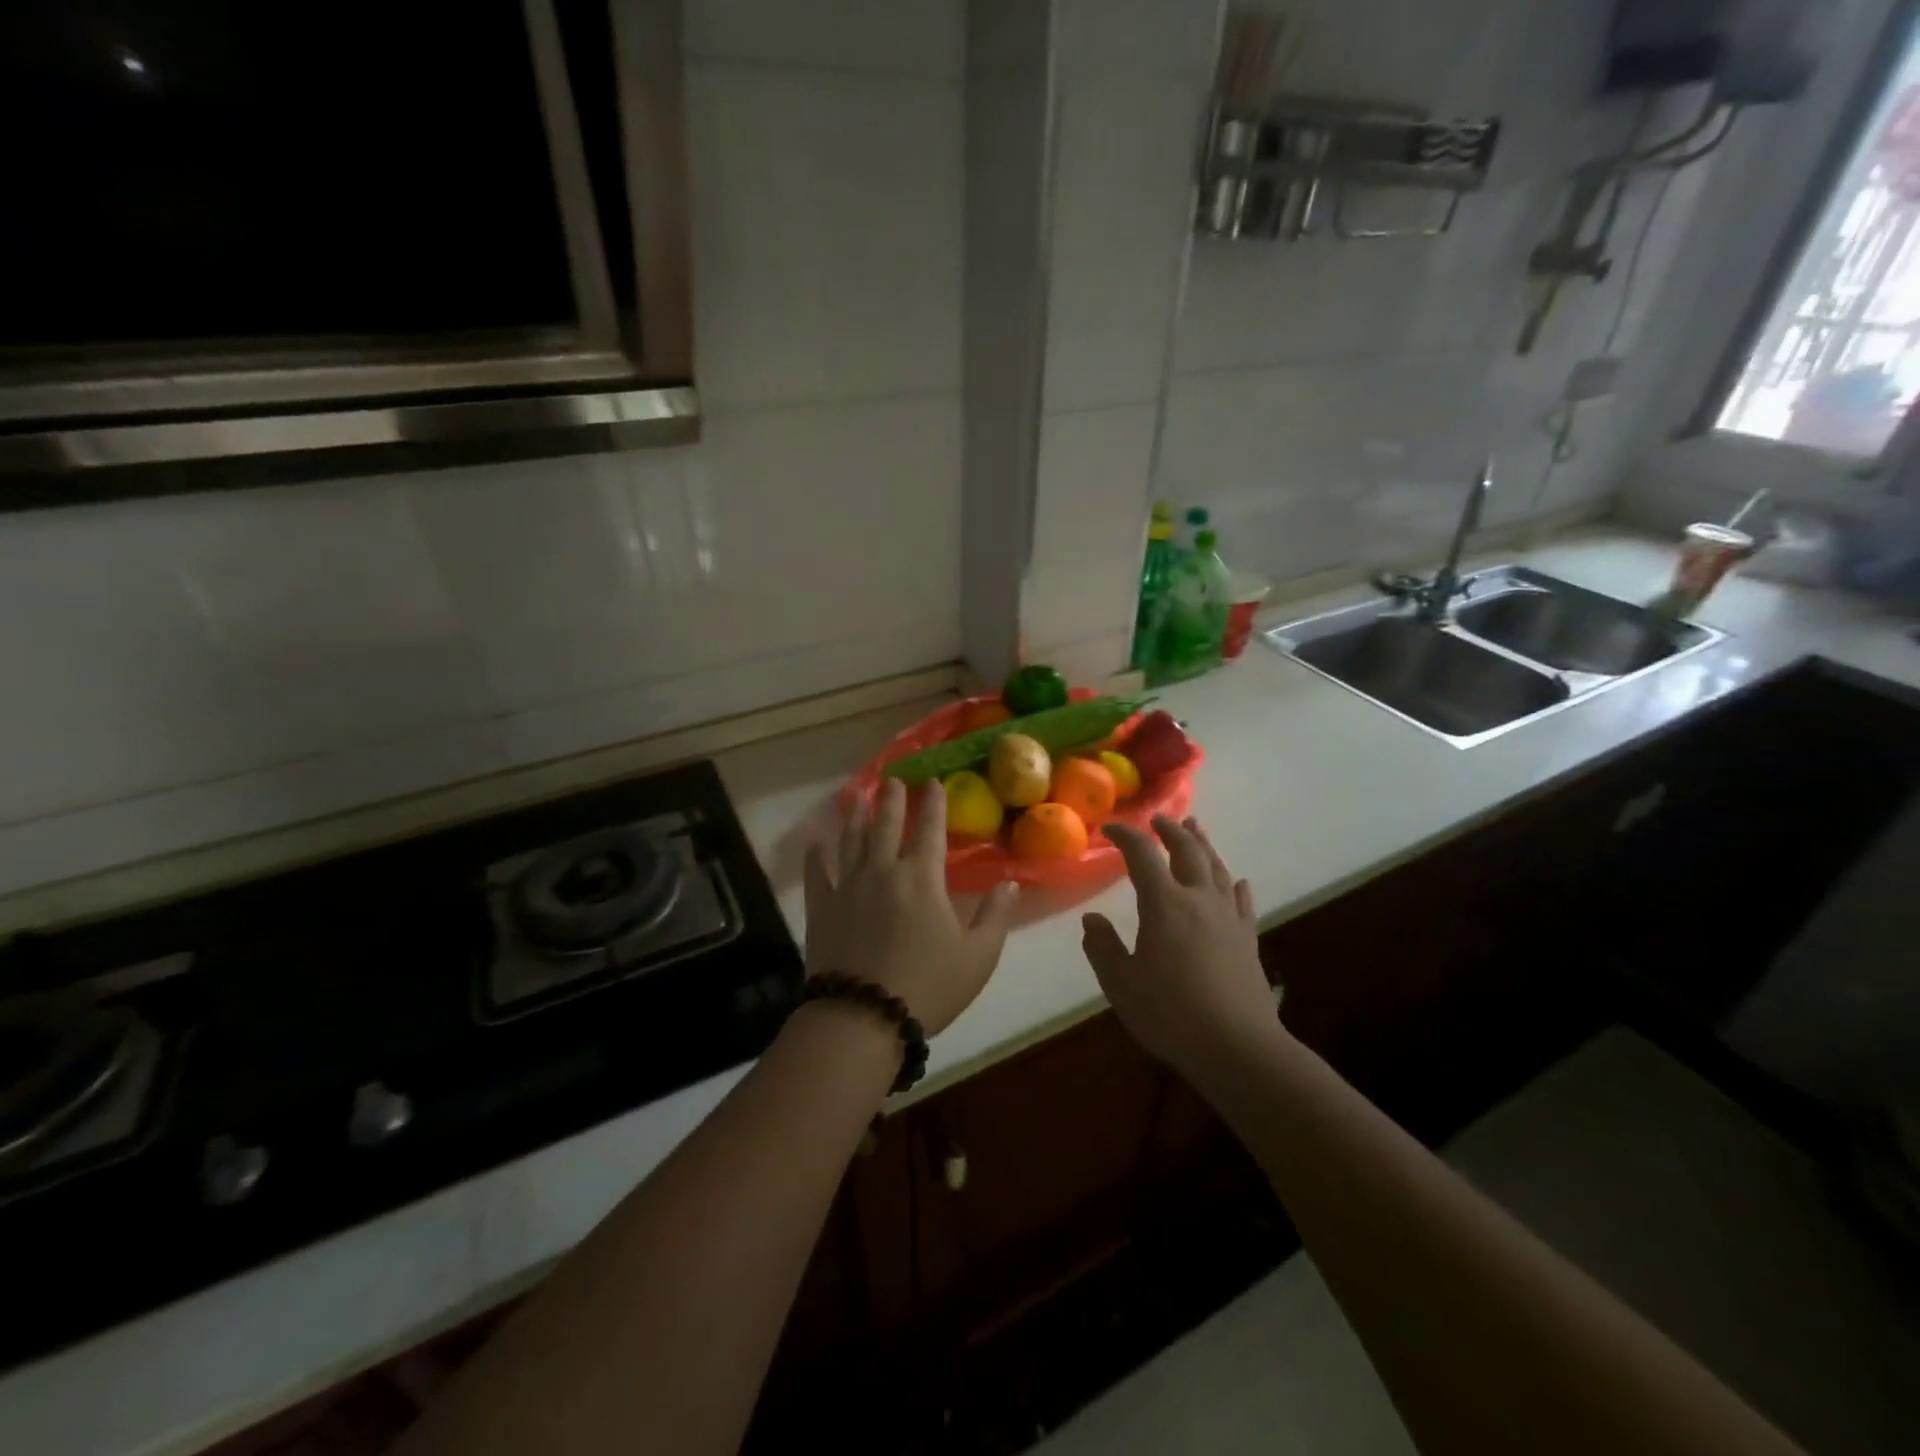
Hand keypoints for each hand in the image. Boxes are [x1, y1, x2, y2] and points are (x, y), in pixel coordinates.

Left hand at [804, 778, 1019, 1035]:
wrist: (863, 1018)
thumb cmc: (928, 987)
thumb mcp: (978, 957)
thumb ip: (996, 916)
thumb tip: (1010, 882)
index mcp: (921, 878)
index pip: (929, 829)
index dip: (933, 803)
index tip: (934, 781)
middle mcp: (882, 871)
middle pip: (886, 825)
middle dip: (892, 799)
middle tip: (892, 778)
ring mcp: (847, 887)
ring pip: (851, 840)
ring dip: (855, 815)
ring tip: (856, 795)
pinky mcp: (822, 908)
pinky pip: (817, 875)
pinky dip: (815, 857)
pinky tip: (815, 844)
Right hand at [1081, 815, 1281, 1079]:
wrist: (1238, 1047)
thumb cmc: (1170, 1014)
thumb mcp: (1121, 983)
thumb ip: (1103, 947)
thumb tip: (1091, 920)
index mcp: (1164, 903)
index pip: (1142, 854)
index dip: (1126, 835)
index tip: (1111, 829)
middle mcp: (1199, 899)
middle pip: (1187, 851)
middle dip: (1171, 830)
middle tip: (1159, 819)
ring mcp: (1229, 918)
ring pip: (1217, 868)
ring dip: (1204, 845)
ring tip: (1196, 830)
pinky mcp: (1249, 939)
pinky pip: (1242, 901)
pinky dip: (1235, 885)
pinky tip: (1237, 882)